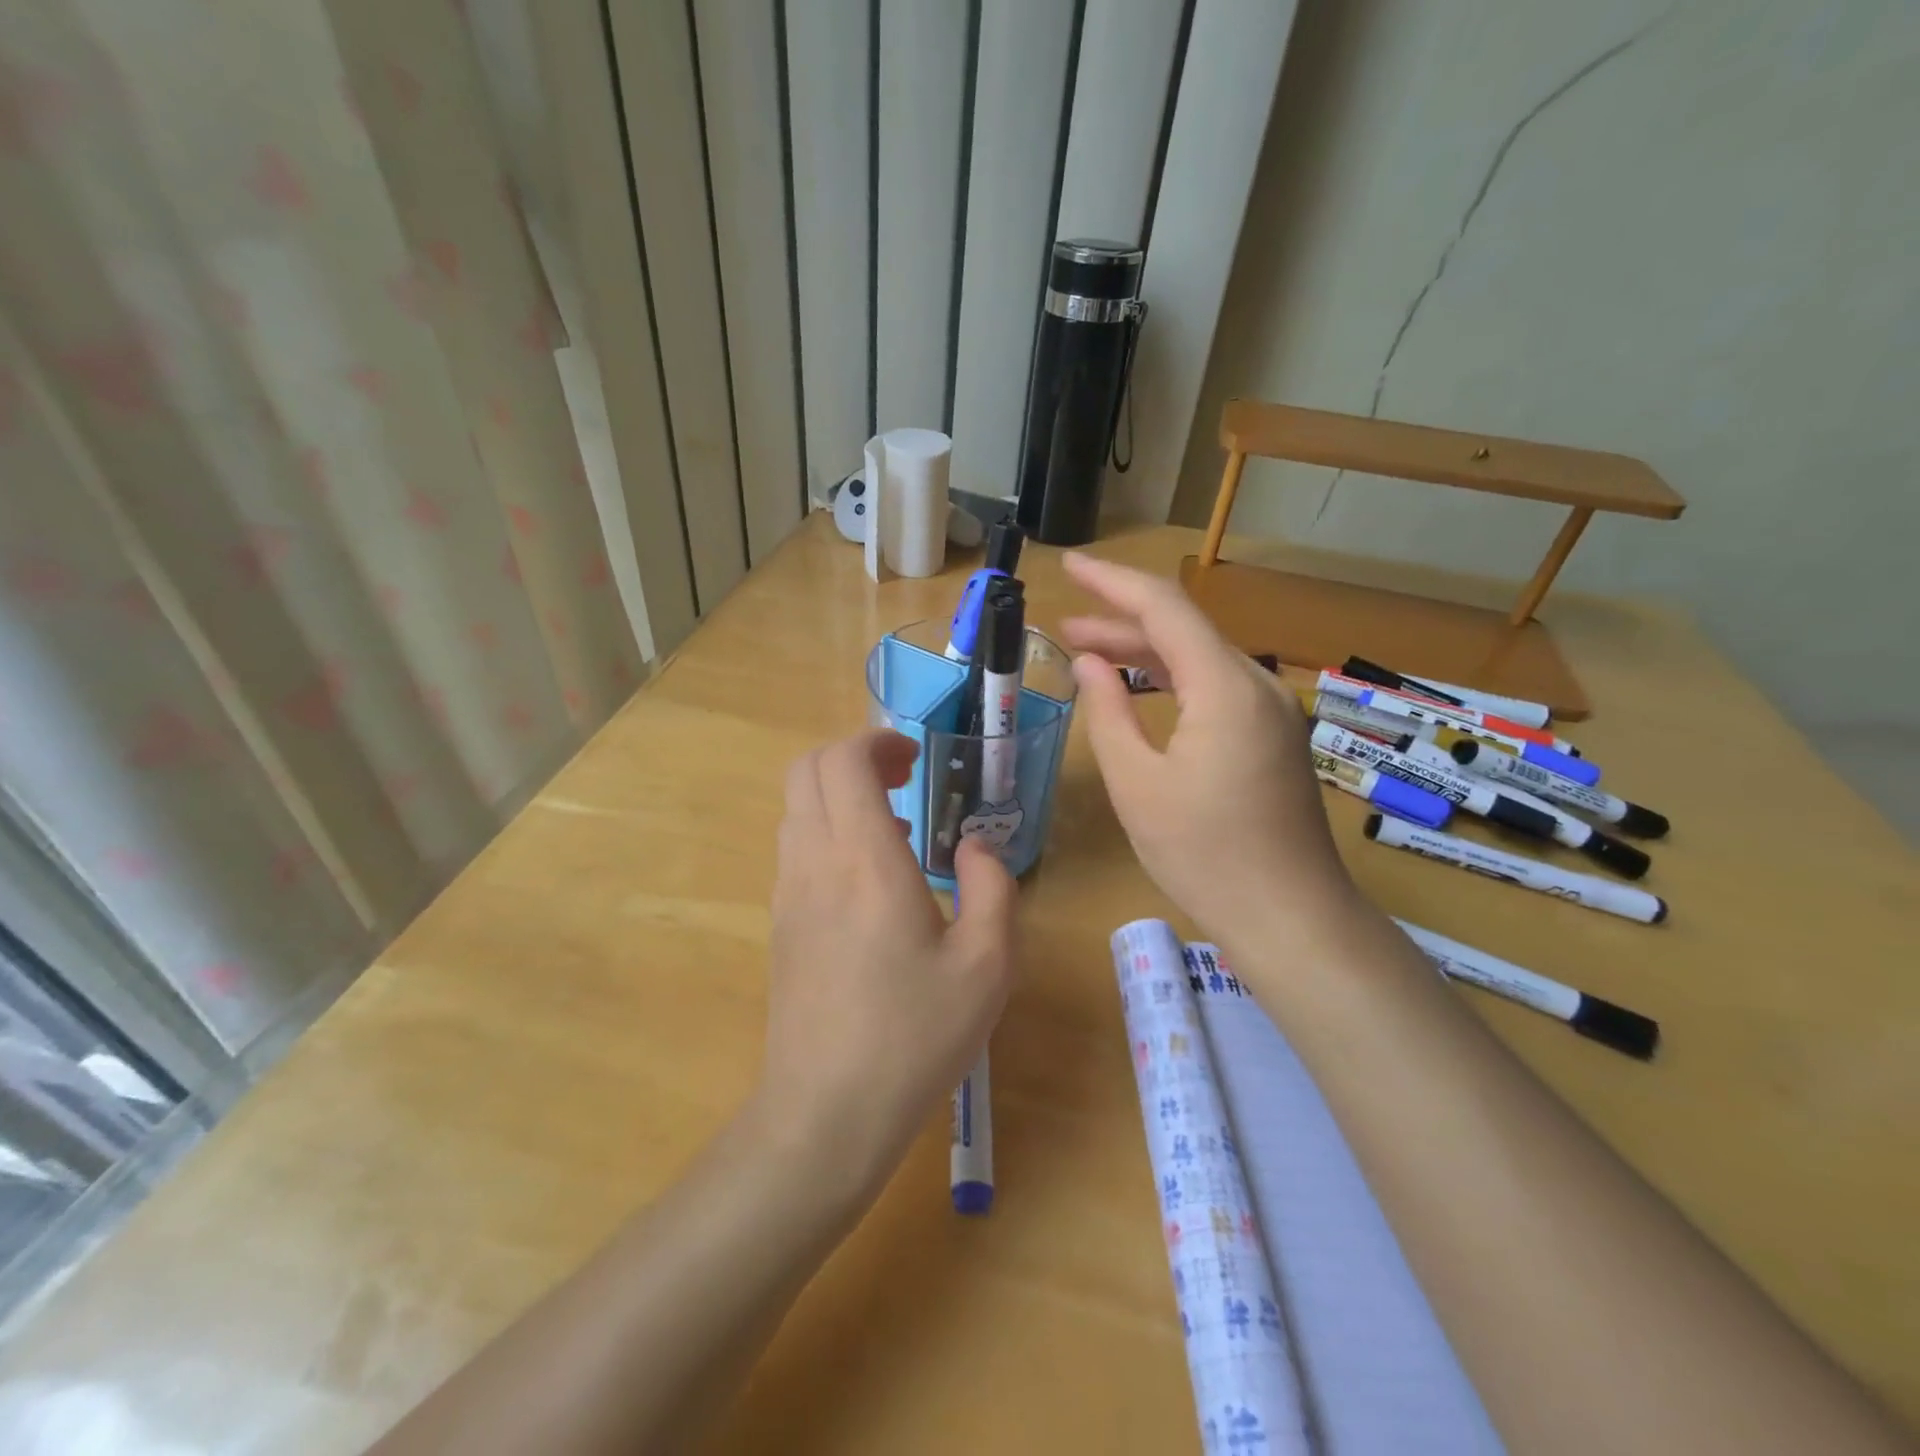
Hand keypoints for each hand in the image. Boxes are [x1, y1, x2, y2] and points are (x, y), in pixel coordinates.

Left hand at [757, 730, 1017, 1193]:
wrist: (825, 1112)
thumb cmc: (914, 1037)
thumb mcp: (986, 966)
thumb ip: (992, 888)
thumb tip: (976, 847)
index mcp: (865, 861)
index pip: (843, 761)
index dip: (878, 741)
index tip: (916, 760)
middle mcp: (814, 862)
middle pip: (806, 770)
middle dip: (853, 757)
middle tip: (904, 780)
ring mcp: (787, 892)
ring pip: (796, 806)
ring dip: (838, 794)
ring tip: (894, 828)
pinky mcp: (779, 923)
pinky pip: (795, 846)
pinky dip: (827, 829)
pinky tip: (870, 878)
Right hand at [1059, 553, 1355, 949]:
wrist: (1290, 917)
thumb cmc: (1204, 855)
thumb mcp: (1137, 785)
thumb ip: (1107, 713)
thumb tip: (1088, 665)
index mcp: (1224, 687)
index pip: (1163, 607)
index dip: (1111, 582)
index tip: (1069, 565)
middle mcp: (1256, 685)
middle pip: (1183, 630)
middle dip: (1121, 621)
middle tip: (1065, 627)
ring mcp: (1271, 711)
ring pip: (1200, 659)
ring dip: (1144, 653)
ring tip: (1089, 654)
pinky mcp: (1272, 737)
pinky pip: (1216, 689)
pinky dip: (1172, 681)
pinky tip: (1140, 692)